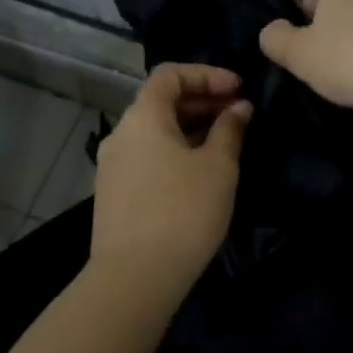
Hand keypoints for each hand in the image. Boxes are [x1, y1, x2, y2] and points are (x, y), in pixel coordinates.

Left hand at [91, 63, 251, 300]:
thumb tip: (238, 108)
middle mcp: (121, 133)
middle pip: (161, 101)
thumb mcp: (218, 167)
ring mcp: (113, 165)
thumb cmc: (182, 212)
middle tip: (239, 115)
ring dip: (190, 128)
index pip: (170, 74)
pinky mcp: (114, 193)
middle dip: (202, 101)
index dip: (207, 74)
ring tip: (225, 143)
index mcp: (143, 117)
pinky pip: (147, 156)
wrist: (134, 279)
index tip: (238, 88)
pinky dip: (175, 151)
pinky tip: (200, 172)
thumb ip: (230, 130)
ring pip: (155, 131)